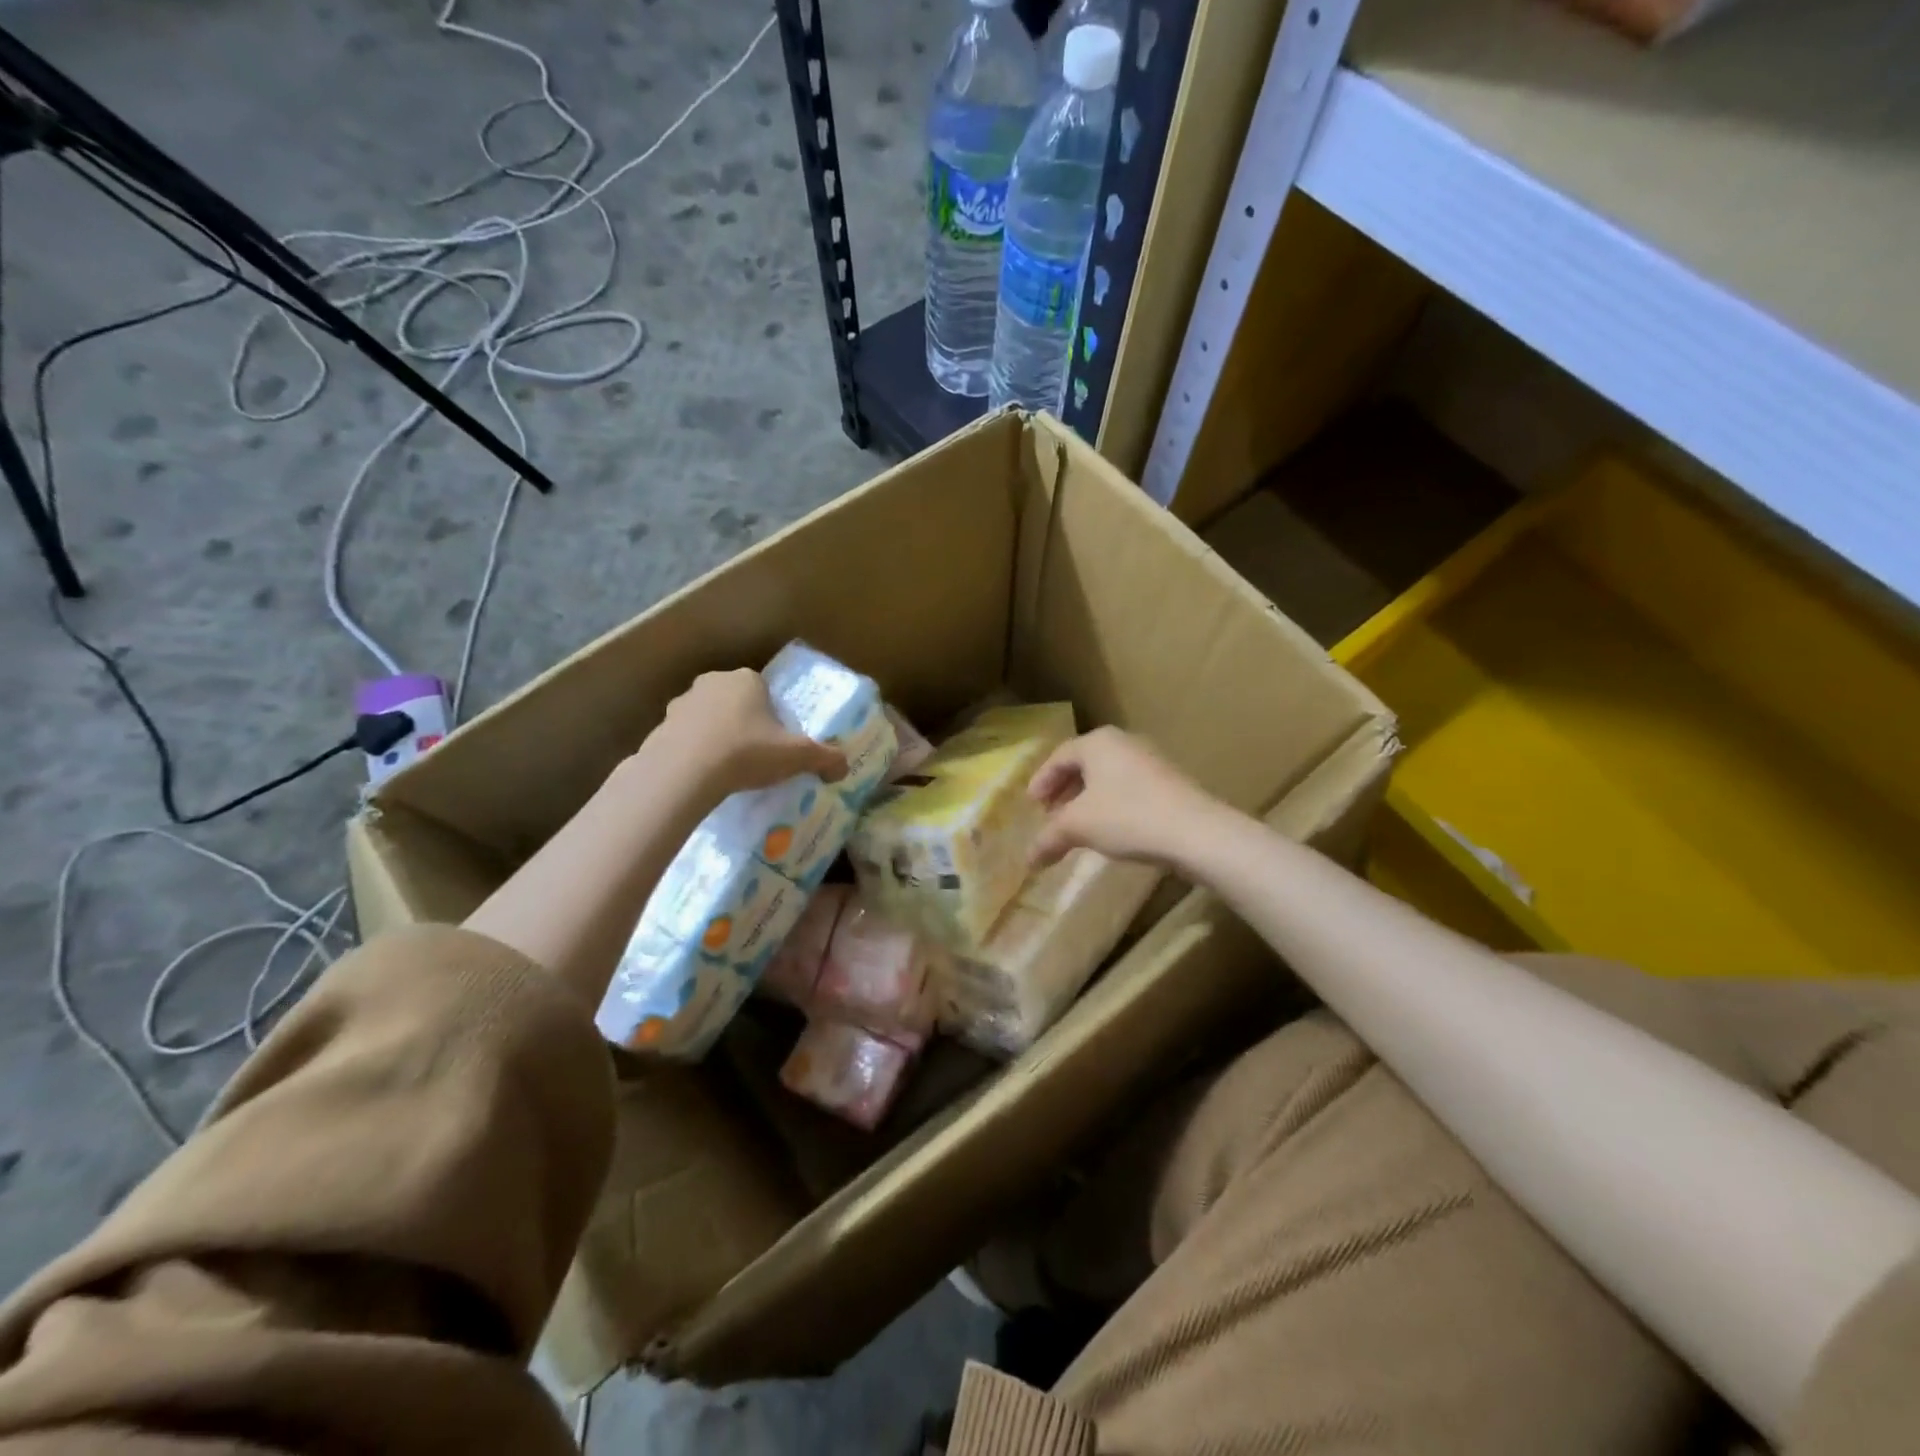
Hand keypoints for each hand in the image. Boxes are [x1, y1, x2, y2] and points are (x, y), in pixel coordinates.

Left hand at [644, 668, 847, 797]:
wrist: (684, 773)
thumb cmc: (746, 752)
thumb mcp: (796, 756)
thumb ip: (825, 758)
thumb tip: (844, 768)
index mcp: (747, 679)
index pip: (765, 690)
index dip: (774, 715)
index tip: (777, 741)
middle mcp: (712, 682)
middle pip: (736, 701)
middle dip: (745, 723)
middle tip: (756, 755)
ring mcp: (682, 703)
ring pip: (708, 718)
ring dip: (717, 735)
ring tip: (728, 768)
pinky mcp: (660, 727)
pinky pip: (685, 738)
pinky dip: (694, 751)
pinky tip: (703, 776)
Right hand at [1028, 727, 1223, 868]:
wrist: (1196, 832)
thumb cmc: (1127, 816)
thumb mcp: (1078, 827)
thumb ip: (1049, 838)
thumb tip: (1028, 860)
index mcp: (1098, 742)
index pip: (1059, 757)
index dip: (1041, 781)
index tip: (1032, 804)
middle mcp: (1123, 742)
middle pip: (1083, 765)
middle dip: (1064, 791)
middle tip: (1052, 814)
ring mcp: (1150, 760)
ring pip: (1107, 777)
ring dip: (1087, 800)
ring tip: (1078, 826)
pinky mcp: (1169, 782)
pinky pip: (1127, 788)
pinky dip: (1110, 805)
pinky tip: (1109, 830)